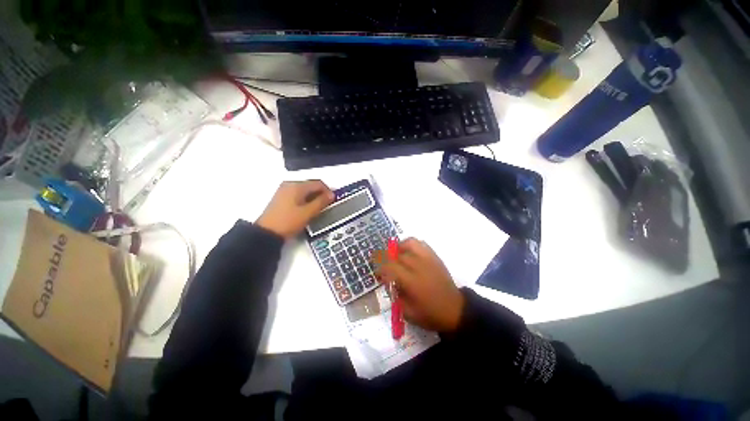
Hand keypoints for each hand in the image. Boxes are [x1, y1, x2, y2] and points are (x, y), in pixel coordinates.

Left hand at [256, 180, 334, 238]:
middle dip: (321, 194)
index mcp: (297, 186)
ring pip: (304, 190)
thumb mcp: (308, 212)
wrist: (266, 233)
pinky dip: (305, 199)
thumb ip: (321, 202)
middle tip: (327, 205)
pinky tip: (307, 209)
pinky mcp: (281, 197)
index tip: (333, 201)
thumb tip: (331, 194)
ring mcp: (284, 190)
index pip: (318, 183)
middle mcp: (290, 184)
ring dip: (313, 197)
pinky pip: (298, 194)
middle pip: (311, 185)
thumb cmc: (289, 221)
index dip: (328, 191)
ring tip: (318, 208)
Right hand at [373, 238, 464, 332]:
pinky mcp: (435, 257)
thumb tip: (388, 280)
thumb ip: (395, 295)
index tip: (378, 274)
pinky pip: (422, 244)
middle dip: (388, 259)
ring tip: (397, 255)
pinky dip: (412, 245)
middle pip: (398, 255)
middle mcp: (419, 266)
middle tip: (386, 267)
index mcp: (411, 282)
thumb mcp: (407, 312)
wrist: (455, 310)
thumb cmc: (430, 314)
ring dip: (400, 247)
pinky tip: (410, 253)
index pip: (390, 267)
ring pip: (410, 243)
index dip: (381, 268)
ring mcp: (428, 260)